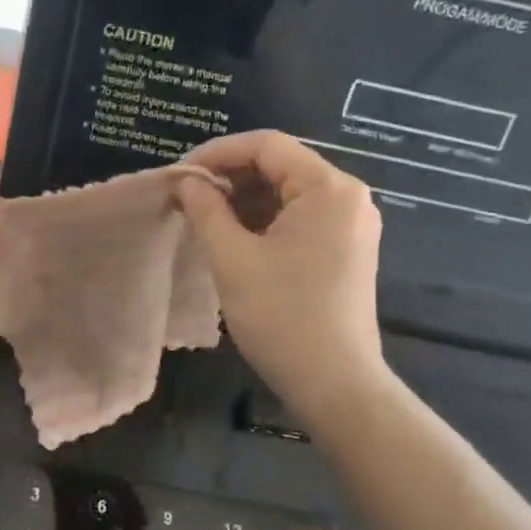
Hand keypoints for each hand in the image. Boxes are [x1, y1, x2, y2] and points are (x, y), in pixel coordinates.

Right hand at [176, 131, 388, 427]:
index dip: (217, 152)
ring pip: (288, 194)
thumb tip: (187, 182)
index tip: (179, 174)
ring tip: (203, 218)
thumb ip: (207, 210)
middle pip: (281, 166)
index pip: (267, 146)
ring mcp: (351, 225)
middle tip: (186, 198)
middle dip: (230, 177)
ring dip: (244, 200)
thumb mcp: (233, 259)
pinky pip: (300, 219)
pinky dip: (264, 221)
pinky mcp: (347, 250)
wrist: (335, 383)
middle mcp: (348, 198)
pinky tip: (234, 238)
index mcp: (329, 189)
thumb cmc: (282, 317)